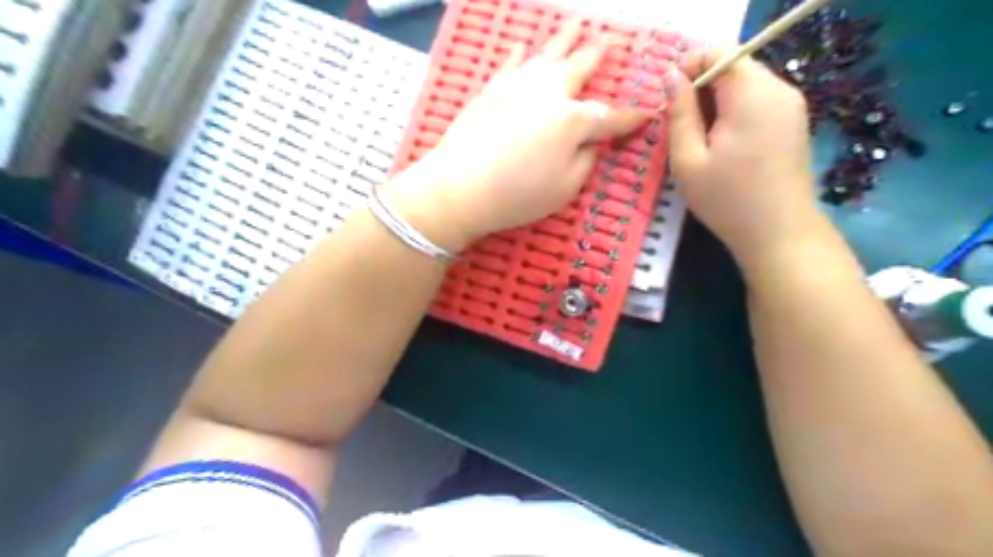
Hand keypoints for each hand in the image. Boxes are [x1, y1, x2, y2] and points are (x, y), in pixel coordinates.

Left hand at [388, 19, 653, 251]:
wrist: (460, 187)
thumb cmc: (518, 194)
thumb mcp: (565, 188)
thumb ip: (585, 160)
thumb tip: (591, 143)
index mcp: (573, 120)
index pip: (610, 117)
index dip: (630, 119)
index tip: (647, 115)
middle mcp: (549, 93)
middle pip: (580, 67)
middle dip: (599, 53)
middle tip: (612, 40)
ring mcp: (518, 86)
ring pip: (547, 54)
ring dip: (565, 39)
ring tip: (576, 25)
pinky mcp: (492, 89)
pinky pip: (511, 64)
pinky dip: (521, 54)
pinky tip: (524, 46)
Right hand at [666, 46, 821, 267]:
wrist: (779, 233)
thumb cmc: (726, 199)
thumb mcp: (688, 159)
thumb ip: (678, 113)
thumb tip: (670, 76)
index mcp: (751, 94)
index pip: (718, 51)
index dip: (689, 68)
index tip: (671, 102)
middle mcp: (778, 88)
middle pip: (733, 66)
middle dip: (701, 89)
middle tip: (682, 130)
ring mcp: (791, 105)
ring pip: (744, 85)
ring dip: (716, 104)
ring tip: (701, 143)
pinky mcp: (794, 122)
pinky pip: (758, 101)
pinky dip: (735, 113)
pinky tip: (724, 148)